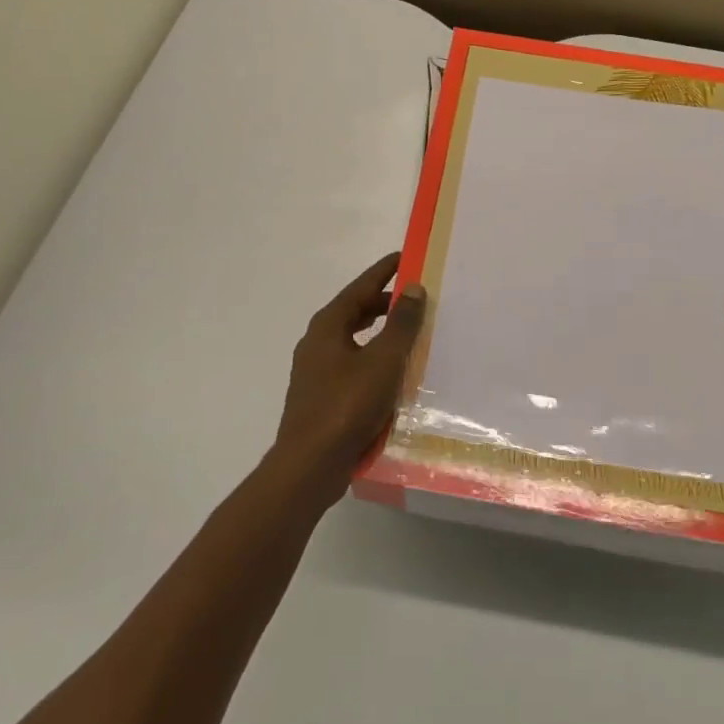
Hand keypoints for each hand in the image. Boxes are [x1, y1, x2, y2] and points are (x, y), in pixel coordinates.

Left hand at [271, 252, 426, 497]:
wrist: (310, 466)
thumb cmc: (347, 405)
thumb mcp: (383, 360)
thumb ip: (400, 323)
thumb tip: (413, 288)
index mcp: (327, 326)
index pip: (360, 287)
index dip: (384, 271)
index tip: (404, 257)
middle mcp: (317, 342)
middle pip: (354, 311)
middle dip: (383, 302)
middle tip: (414, 297)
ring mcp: (316, 371)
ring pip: (353, 339)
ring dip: (379, 332)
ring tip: (407, 332)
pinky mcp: (321, 397)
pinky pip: (351, 364)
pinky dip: (372, 357)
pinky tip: (391, 373)